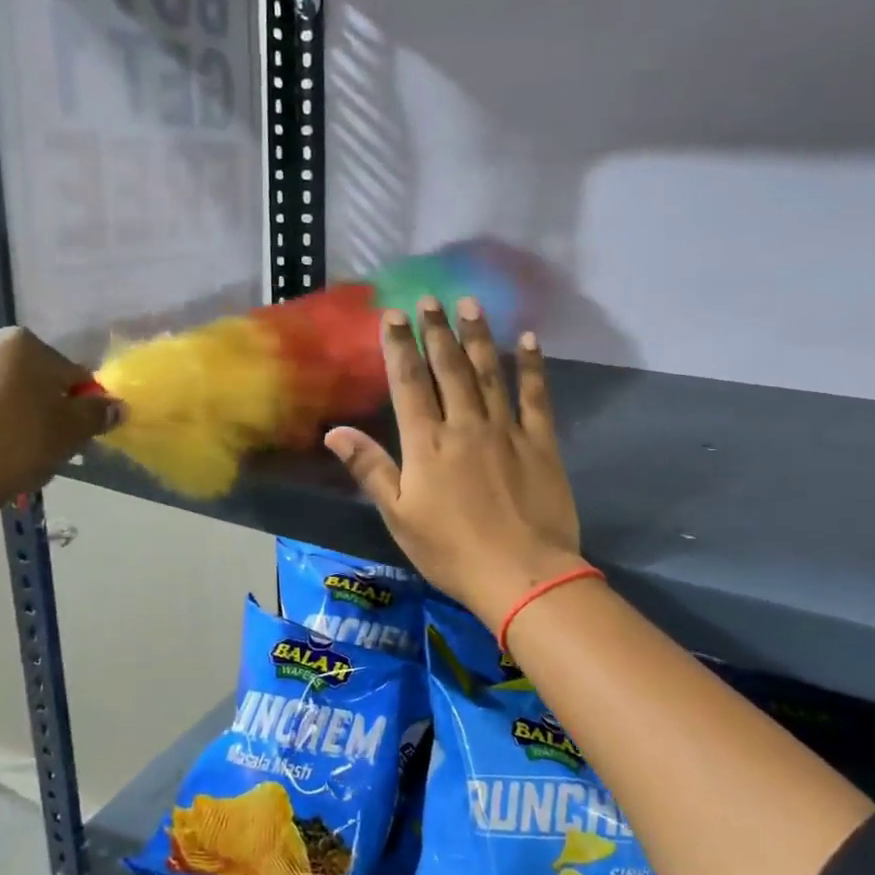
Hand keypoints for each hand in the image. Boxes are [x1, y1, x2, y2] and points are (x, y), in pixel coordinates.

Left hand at [0, 328, 117, 524]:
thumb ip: (96, 415)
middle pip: (14, 380)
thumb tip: (114, 405)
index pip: (66, 373)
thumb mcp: (68, 436)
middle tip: (28, 453)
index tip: (70, 438)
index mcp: (19, 347)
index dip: (75, 406)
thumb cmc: (10, 451)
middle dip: (24, 409)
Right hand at [324, 296, 584, 631]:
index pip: (408, 383)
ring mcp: (506, 430)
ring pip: (489, 373)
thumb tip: (334, 432)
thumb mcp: (399, 516)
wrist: (522, 575)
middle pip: (448, 369)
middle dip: (437, 331)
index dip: (399, 347)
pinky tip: (528, 340)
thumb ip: (369, 469)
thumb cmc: (451, 551)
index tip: (393, 315)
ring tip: (470, 305)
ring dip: (478, 337)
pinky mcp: (541, 443)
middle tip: (431, 300)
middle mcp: (465, 425)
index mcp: (427, 443)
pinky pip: (536, 396)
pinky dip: (531, 367)